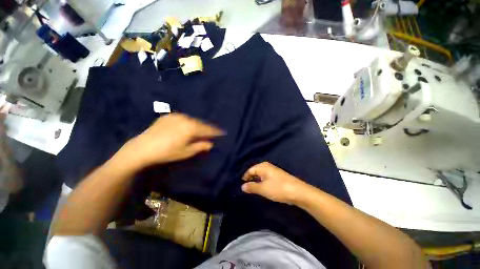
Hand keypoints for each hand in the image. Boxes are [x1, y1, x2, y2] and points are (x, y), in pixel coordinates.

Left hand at [120, 113, 223, 168]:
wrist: (142, 148)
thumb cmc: (167, 152)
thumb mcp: (186, 152)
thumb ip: (200, 146)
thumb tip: (210, 143)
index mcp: (191, 128)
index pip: (208, 129)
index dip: (216, 132)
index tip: (222, 132)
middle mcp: (186, 119)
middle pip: (201, 124)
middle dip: (207, 128)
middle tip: (211, 133)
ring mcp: (176, 116)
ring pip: (192, 120)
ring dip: (197, 125)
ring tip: (200, 131)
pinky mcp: (169, 116)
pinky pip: (183, 118)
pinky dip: (188, 122)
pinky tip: (187, 127)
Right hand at [241, 162, 310, 204]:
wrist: (298, 192)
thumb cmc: (278, 188)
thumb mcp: (262, 189)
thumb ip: (251, 187)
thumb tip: (242, 186)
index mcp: (262, 166)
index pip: (250, 170)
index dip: (245, 177)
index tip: (241, 185)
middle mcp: (267, 166)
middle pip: (255, 172)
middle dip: (250, 179)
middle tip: (246, 189)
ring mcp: (273, 171)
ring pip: (260, 175)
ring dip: (256, 182)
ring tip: (253, 190)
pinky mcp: (277, 176)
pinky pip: (266, 177)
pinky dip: (262, 182)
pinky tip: (262, 188)